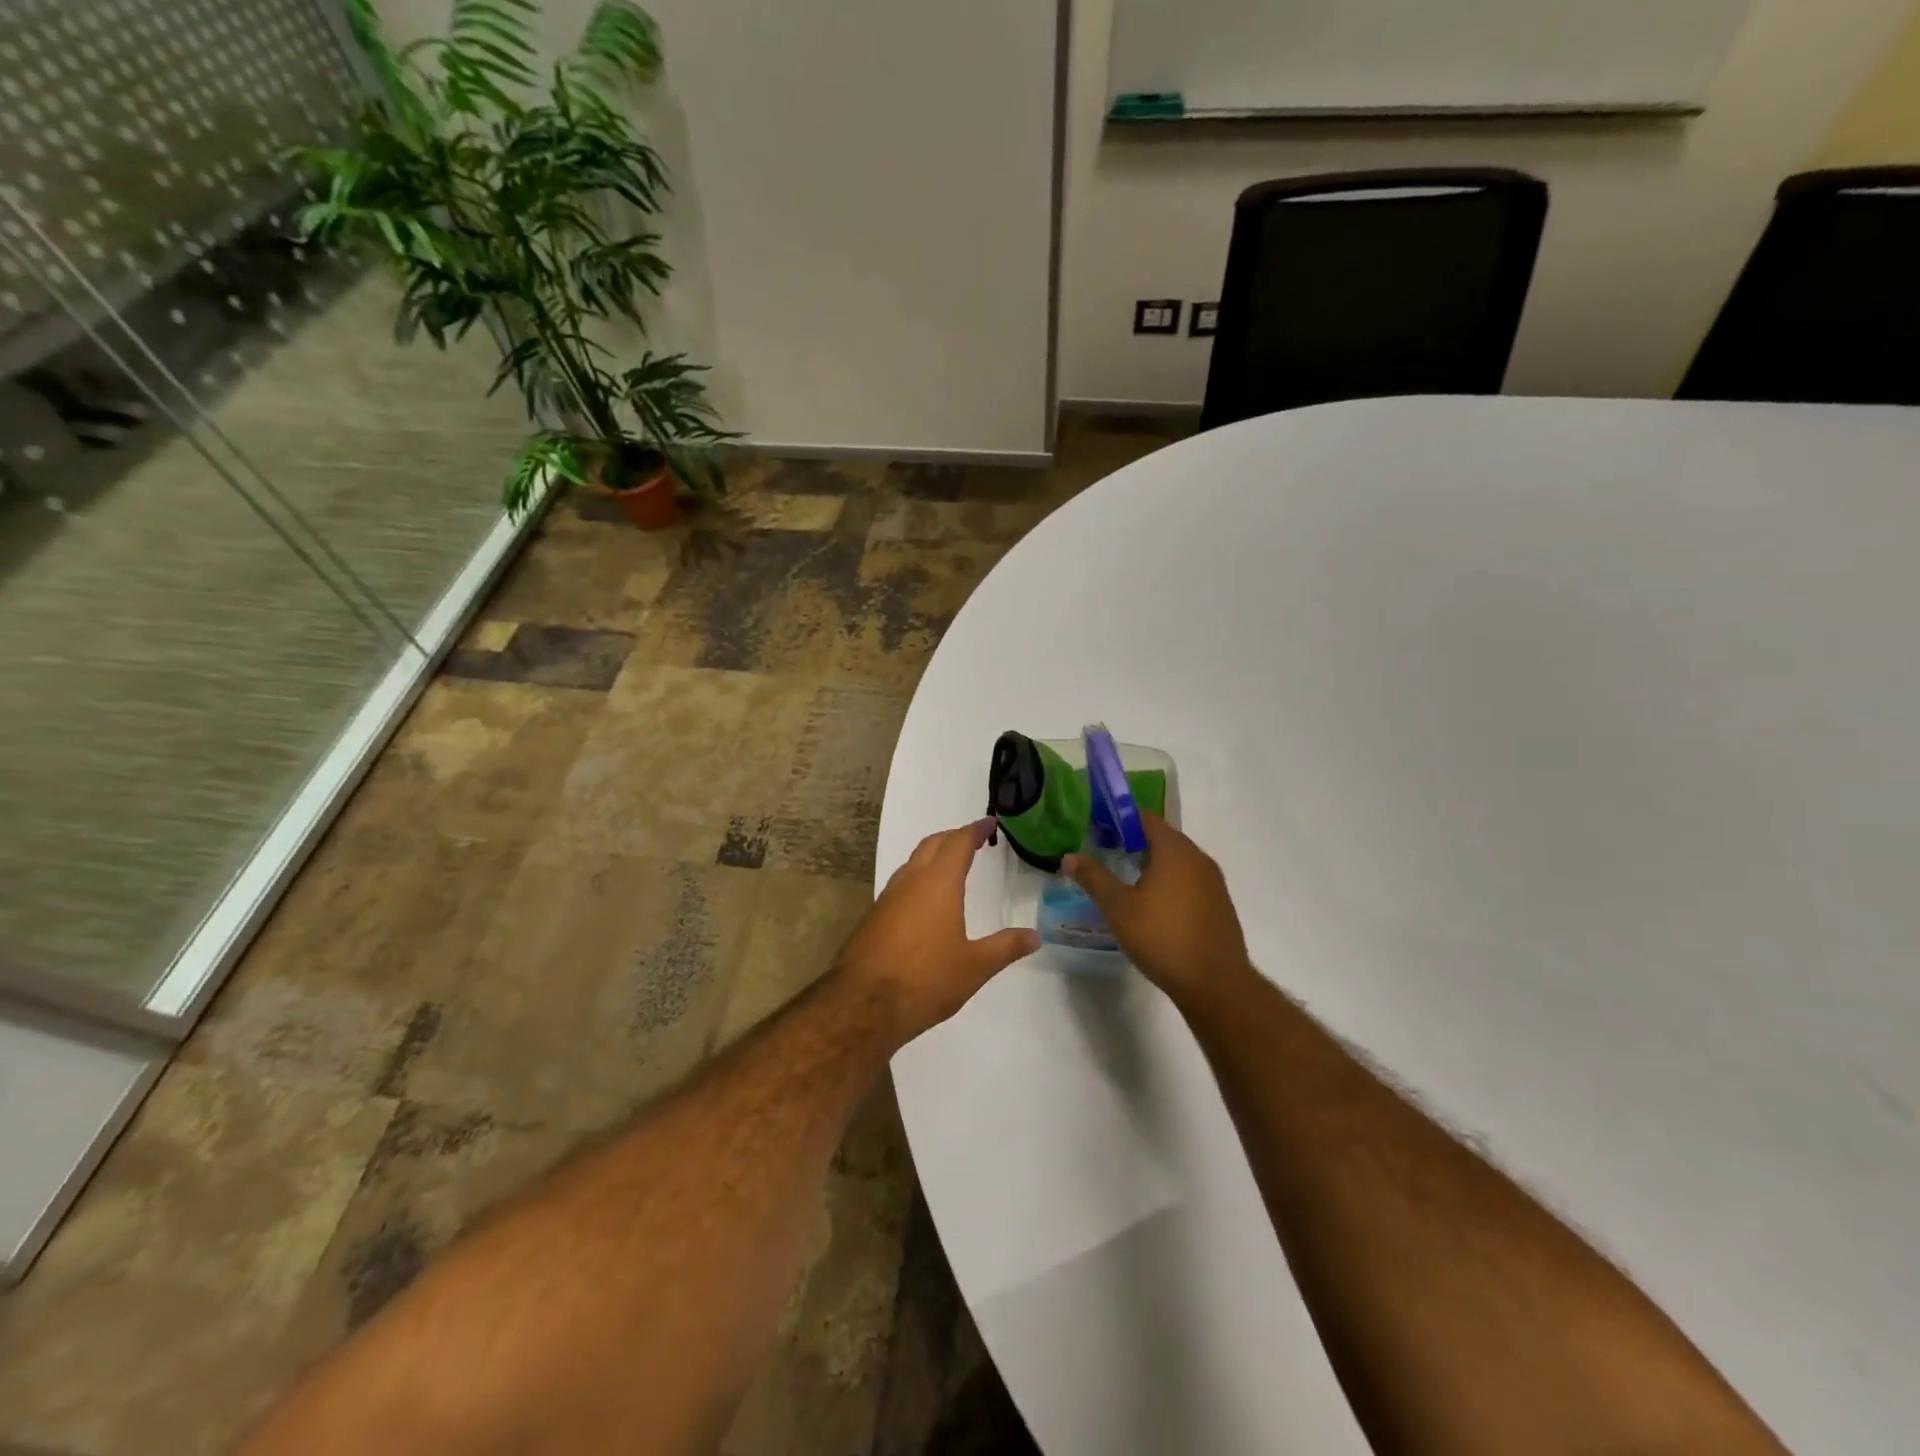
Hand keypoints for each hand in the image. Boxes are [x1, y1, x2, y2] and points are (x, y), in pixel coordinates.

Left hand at [836, 819, 1039, 1040]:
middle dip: (953, 837)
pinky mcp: (874, 916)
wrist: (864, 1003)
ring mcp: (888, 897)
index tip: (989, 822)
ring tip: (951, 865)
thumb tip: (1035, 936)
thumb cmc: (926, 979)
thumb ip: (1006, 947)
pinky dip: (918, 878)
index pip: (959, 843)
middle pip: (933, 844)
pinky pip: (901, 883)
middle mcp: (911, 881)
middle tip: (973, 840)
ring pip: (913, 862)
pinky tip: (925, 901)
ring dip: (933, 856)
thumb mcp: (975, 966)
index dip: (975, 830)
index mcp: (938, 883)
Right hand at [1065, 811, 1254, 1007]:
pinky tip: (1153, 906)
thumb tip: (1069, 857)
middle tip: (1106, 854)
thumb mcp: (1118, 908)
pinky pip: (1190, 881)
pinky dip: (1170, 883)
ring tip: (1125, 880)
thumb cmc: (1163, 938)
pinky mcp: (1219, 904)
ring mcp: (1213, 882)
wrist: (1216, 984)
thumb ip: (1094, 878)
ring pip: (1177, 861)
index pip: (1145, 818)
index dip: (1119, 819)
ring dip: (1153, 864)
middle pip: (1162, 837)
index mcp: (1175, 850)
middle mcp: (1198, 858)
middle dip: (1134, 842)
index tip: (1097, 830)